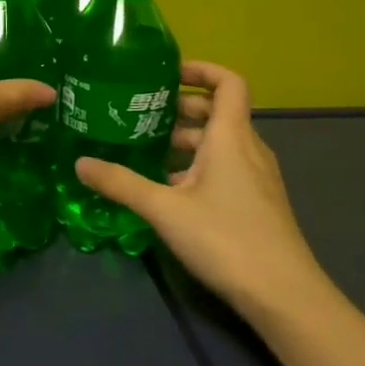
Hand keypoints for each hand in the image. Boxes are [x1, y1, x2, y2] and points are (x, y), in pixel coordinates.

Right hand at [75, 61, 330, 324]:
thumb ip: (121, 183)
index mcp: (231, 137)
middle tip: (139, 112)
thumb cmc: (226, 239)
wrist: (284, 296)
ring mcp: (256, 177)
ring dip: (185, 139)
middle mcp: (248, 148)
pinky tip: (167, 188)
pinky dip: (196, 165)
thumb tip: (80, 163)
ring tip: (144, 148)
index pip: (227, 82)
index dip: (200, 69)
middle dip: (180, 107)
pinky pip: (224, 166)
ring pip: (219, 142)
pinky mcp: (256, 202)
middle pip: (217, 111)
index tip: (166, 74)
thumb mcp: (164, 209)